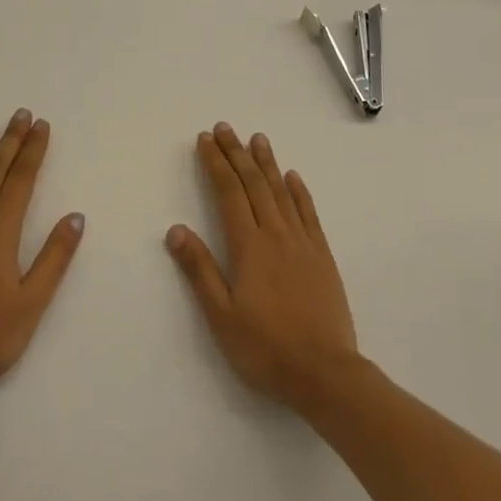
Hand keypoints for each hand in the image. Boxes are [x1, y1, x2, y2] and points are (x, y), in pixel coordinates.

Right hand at [166, 123, 359, 411]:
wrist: (325, 373)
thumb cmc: (266, 348)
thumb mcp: (222, 316)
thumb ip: (199, 270)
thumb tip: (175, 229)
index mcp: (248, 246)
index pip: (229, 193)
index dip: (216, 163)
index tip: (206, 140)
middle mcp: (275, 234)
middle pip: (253, 183)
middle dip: (236, 153)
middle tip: (225, 127)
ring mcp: (302, 242)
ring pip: (281, 191)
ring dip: (267, 162)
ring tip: (257, 138)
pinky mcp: (322, 255)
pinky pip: (308, 212)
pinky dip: (299, 191)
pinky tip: (292, 176)